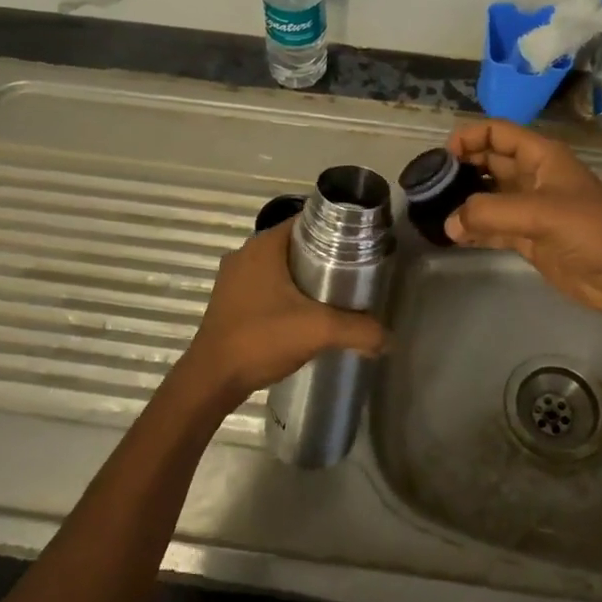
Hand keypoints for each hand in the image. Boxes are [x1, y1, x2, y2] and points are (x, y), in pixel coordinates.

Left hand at [175, 219, 386, 410]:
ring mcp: (234, 278)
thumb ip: (359, 330)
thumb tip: (389, 339)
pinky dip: (286, 293)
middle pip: (295, 244)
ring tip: (334, 295)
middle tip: (353, 273)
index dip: (336, 230)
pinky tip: (303, 314)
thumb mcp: (318, 331)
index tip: (360, 246)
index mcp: (264, 246)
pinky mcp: (229, 301)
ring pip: (279, 267)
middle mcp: (245, 253)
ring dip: (303, 277)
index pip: (307, 221)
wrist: (212, 379)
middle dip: (324, 256)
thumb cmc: (261, 339)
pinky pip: (265, 285)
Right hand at [444, 119, 601, 318]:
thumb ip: (491, 213)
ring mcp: (528, 208)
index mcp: (540, 156)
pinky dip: (472, 229)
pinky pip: (491, 226)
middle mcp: (531, 176)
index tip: (442, 156)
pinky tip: (451, 235)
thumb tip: (449, 222)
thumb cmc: (591, 230)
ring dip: (462, 200)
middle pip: (487, 161)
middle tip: (429, 184)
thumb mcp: (541, 213)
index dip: (469, 137)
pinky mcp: (526, 237)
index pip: (497, 132)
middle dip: (460, 168)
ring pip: (486, 194)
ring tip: (432, 209)